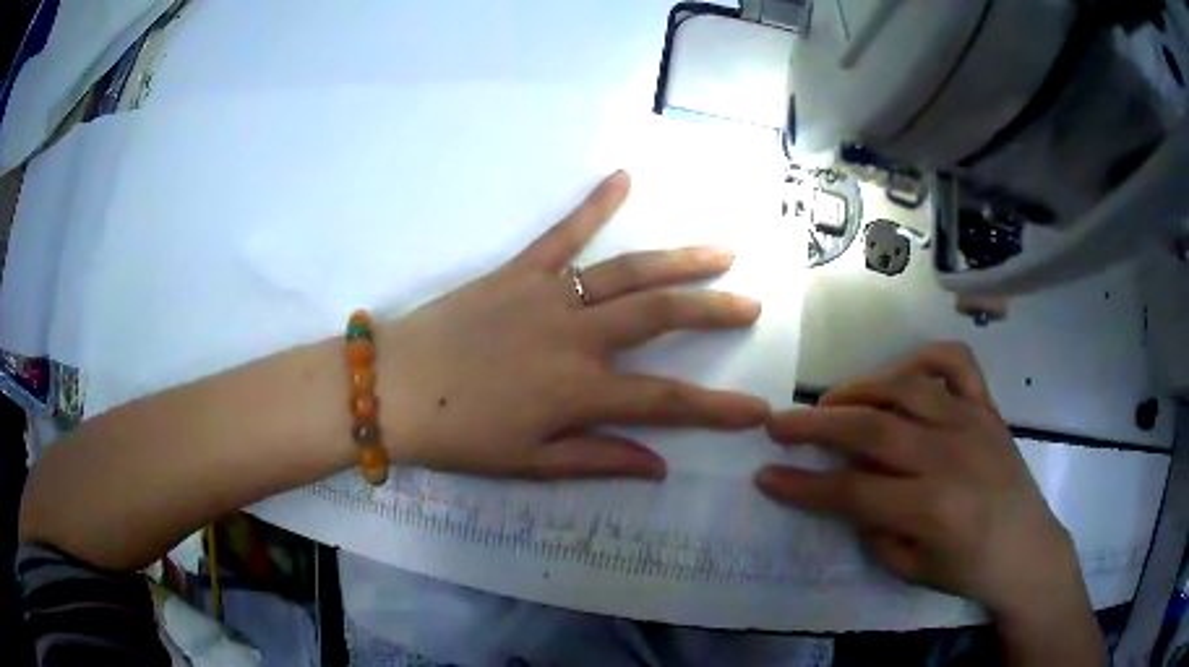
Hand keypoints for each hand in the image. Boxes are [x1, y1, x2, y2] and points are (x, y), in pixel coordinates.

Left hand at [376, 171, 768, 479]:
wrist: (393, 389)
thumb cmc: (458, 436)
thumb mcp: (529, 463)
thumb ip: (598, 459)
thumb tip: (659, 466)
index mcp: (578, 392)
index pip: (667, 402)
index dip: (718, 409)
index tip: (757, 410)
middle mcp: (574, 337)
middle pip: (661, 317)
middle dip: (714, 310)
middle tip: (751, 304)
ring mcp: (547, 296)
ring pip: (628, 272)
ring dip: (680, 260)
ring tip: (722, 251)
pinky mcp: (518, 270)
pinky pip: (563, 233)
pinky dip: (594, 204)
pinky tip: (623, 176)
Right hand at [755, 344, 1088, 621]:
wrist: (1027, 549)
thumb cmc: (968, 569)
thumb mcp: (911, 569)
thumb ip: (874, 529)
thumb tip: (847, 494)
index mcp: (931, 506)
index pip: (852, 490)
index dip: (803, 485)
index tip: (767, 476)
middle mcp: (950, 454)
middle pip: (872, 427)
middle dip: (816, 425)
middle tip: (780, 425)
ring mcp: (971, 422)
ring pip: (905, 386)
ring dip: (860, 388)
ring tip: (832, 401)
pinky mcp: (987, 407)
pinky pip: (955, 362)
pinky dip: (923, 358)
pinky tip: (901, 377)